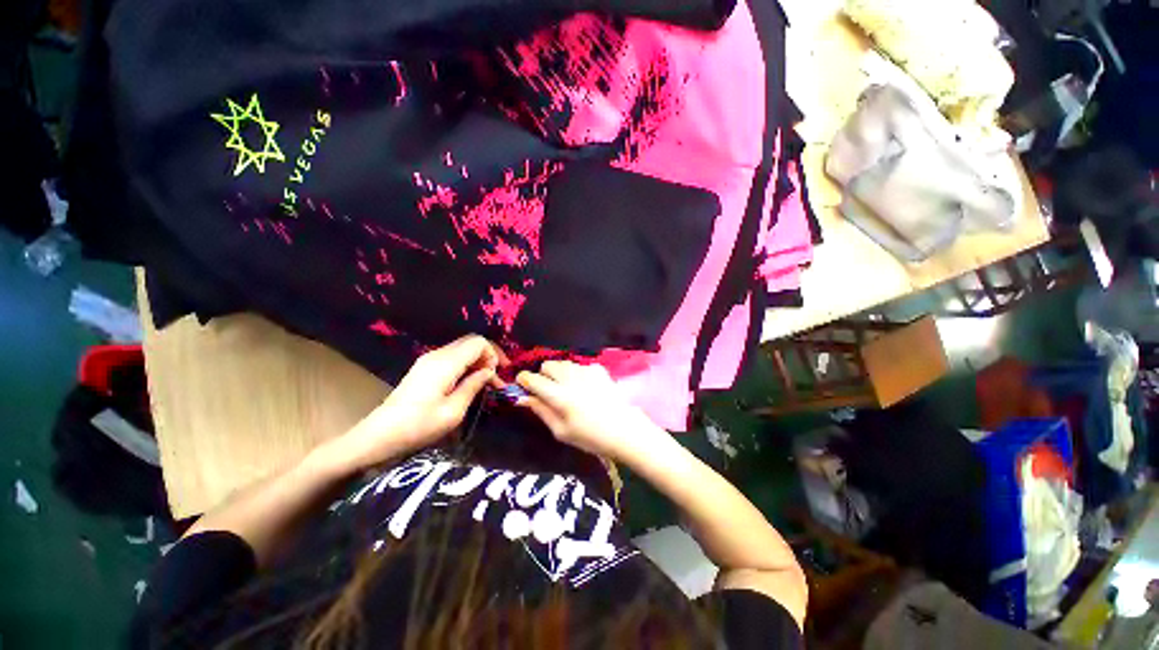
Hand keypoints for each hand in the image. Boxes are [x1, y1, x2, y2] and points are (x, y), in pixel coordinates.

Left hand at [334, 336, 504, 469]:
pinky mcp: (423, 367)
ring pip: (461, 349)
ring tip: (485, 382)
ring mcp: (428, 360)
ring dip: (477, 361)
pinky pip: (452, 357)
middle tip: (496, 377)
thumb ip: (473, 386)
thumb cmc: (418, 426)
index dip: (493, 354)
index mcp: (445, 363)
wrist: (379, 436)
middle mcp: (437, 355)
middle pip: (471, 342)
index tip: (500, 373)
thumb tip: (488, 372)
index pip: (478, 342)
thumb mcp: (453, 411)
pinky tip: (468, 381)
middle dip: (488, 355)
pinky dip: (465, 364)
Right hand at [515, 360, 662, 463]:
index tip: (523, 385)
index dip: (524, 380)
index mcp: (559, 396)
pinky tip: (586, 387)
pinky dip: (577, 374)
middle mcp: (570, 378)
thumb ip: (540, 410)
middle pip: (547, 365)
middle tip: (549, 390)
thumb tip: (523, 397)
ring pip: (563, 363)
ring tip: (568, 388)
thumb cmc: (590, 437)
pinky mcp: (598, 369)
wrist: (624, 430)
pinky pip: (579, 365)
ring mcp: (586, 370)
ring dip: (560, 373)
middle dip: (543, 375)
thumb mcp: (561, 431)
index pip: (532, 379)